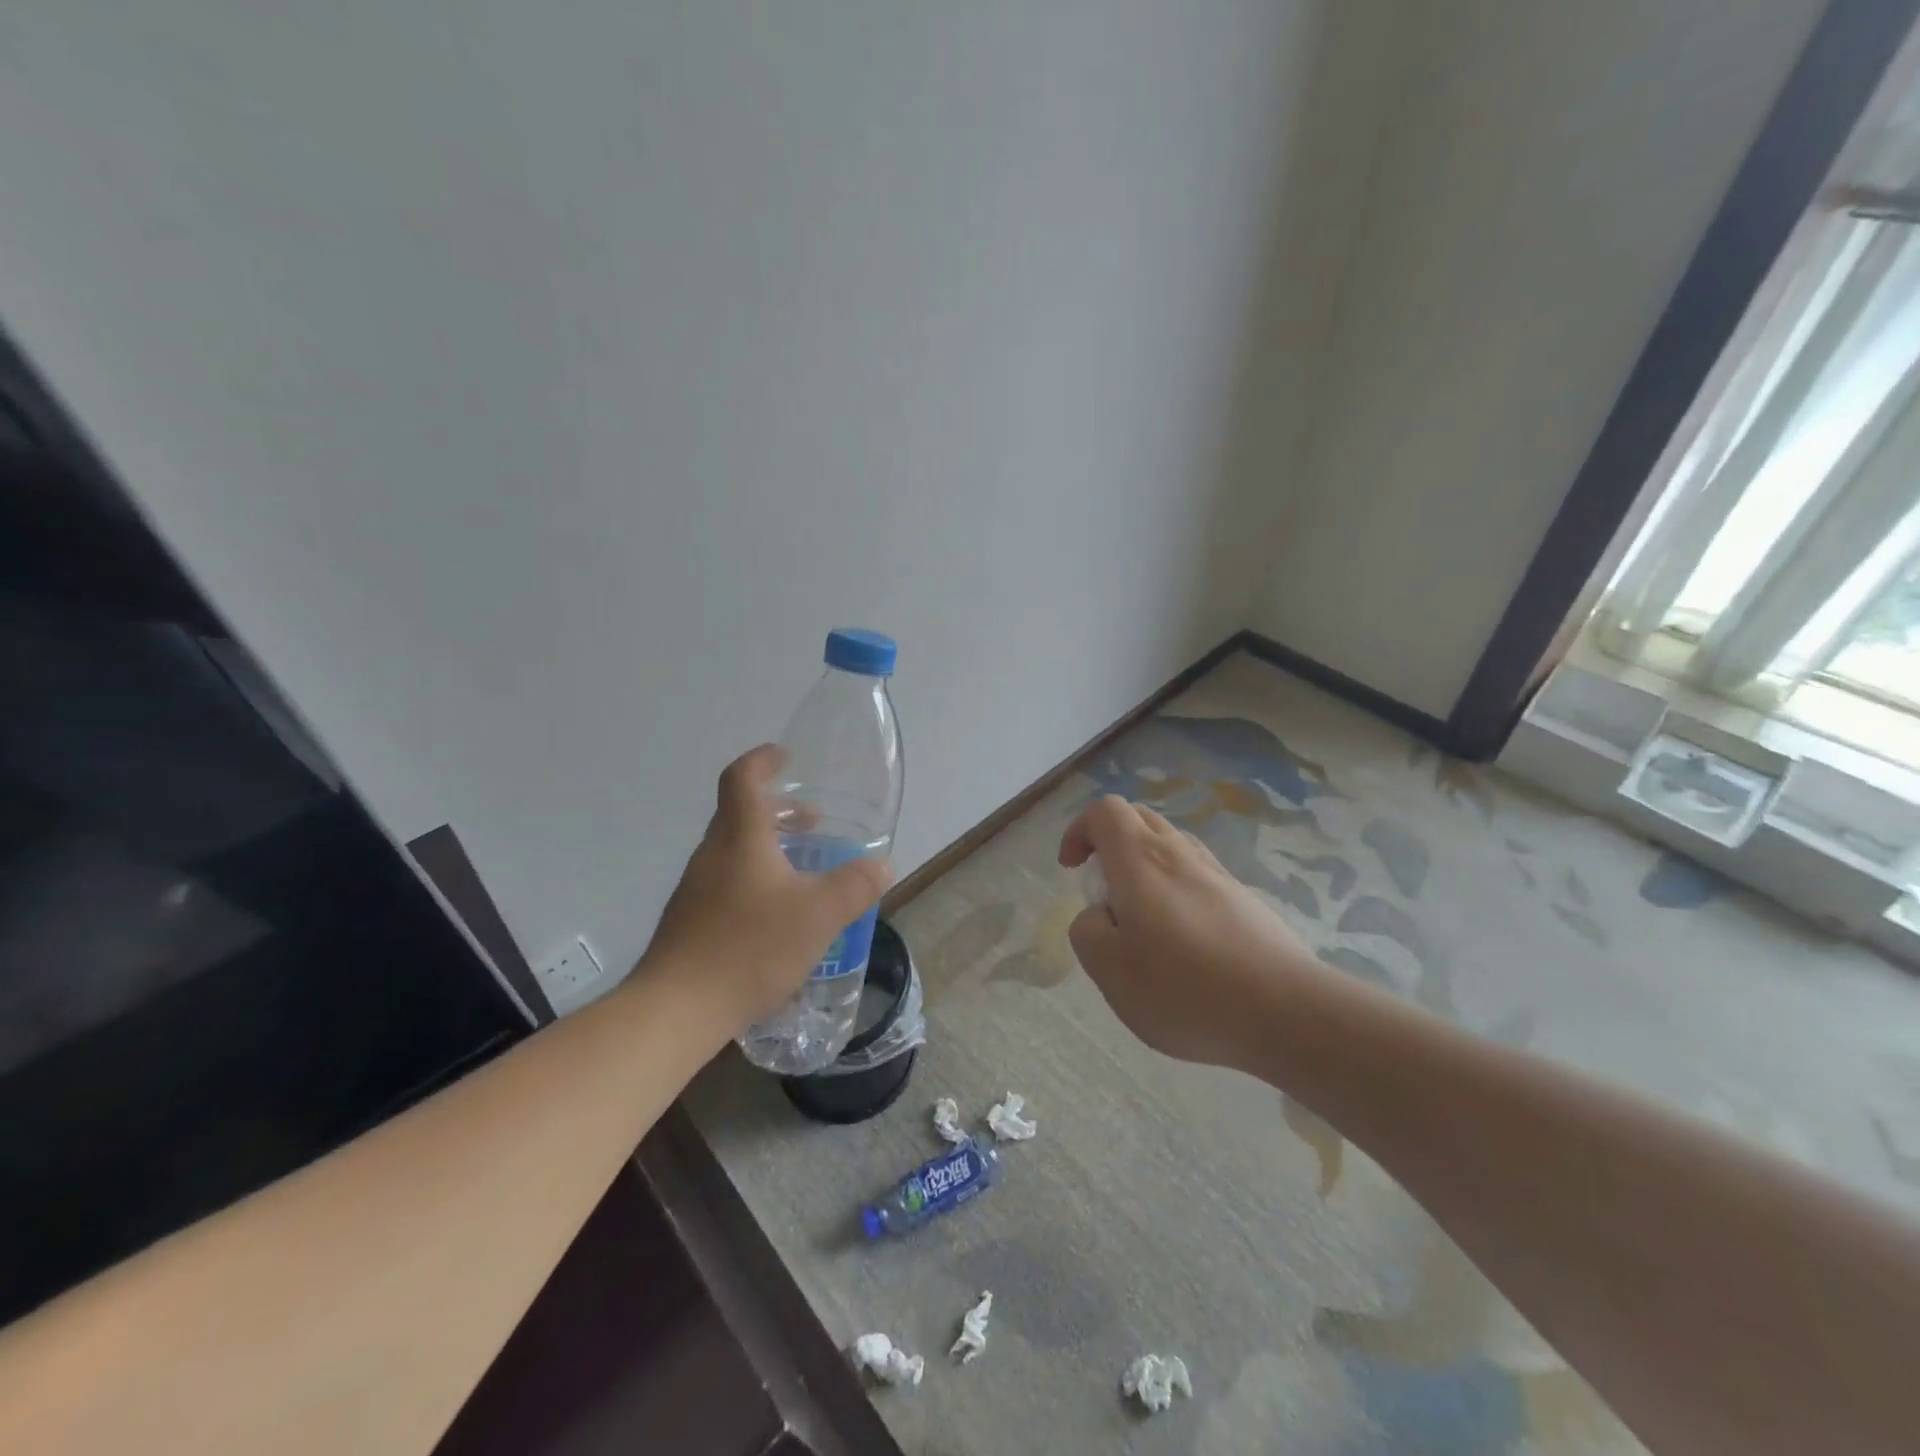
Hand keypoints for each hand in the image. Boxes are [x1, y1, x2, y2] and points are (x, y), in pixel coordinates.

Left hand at [641, 744, 891, 1034]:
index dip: (762, 761)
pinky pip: (727, 882)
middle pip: (739, 814)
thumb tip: (881, 865)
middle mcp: (713, 855)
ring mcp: (696, 889)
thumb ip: (854, 886)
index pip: (741, 779)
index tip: (785, 757)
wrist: (676, 1009)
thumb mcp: (819, 915)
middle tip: (812, 821)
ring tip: (803, 869)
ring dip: (768, 846)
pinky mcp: (690, 921)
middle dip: (777, 810)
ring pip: (734, 850)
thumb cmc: (750, 947)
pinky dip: (756, 878)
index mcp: (740, 838)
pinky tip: (778, 916)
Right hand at [1059, 795, 1319, 1068]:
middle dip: (1110, 844)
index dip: (1080, 831)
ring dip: (1145, 868)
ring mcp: (1217, 874)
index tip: (1073, 870)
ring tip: (1143, 923)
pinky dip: (1176, 891)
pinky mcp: (1244, 900)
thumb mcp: (1109, 969)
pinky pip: (1198, 876)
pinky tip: (1184, 944)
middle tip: (1105, 893)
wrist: (1286, 1012)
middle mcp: (1179, 853)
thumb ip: (1087, 930)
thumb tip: (1099, 914)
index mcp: (1140, 860)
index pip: (1104, 810)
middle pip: (1138, 819)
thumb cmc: (1184, 988)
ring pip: (1171, 846)